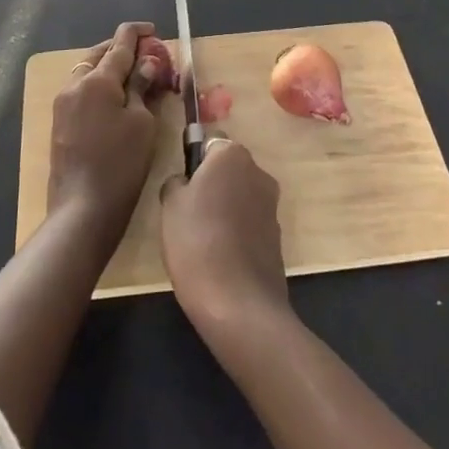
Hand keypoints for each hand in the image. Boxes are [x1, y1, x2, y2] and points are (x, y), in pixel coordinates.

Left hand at [47, 21, 159, 238]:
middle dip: (123, 49)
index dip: (138, 33)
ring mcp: (63, 104)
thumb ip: (141, 87)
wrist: (82, 210)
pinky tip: (117, 98)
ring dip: (110, 67)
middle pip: (101, 54)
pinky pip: (82, 90)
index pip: (120, 44)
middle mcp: (75, 84)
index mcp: (97, 79)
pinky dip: (100, 85)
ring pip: (89, 71)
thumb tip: (145, 63)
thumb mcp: (141, 123)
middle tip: (148, 56)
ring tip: (135, 76)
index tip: (153, 30)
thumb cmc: (120, 164)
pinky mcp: (60, 122)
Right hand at [159, 140, 290, 345]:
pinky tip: (220, 259)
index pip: (208, 144)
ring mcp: (272, 206)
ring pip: (239, 197)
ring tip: (202, 243)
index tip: (181, 190)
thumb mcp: (170, 205)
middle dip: (210, 186)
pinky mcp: (277, 238)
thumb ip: (177, 181)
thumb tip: (185, 182)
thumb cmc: (197, 242)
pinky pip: (249, 224)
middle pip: (227, 170)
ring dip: (224, 211)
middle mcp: (258, 172)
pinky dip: (237, 234)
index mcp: (232, 155)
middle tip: (187, 216)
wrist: (239, 305)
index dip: (193, 165)